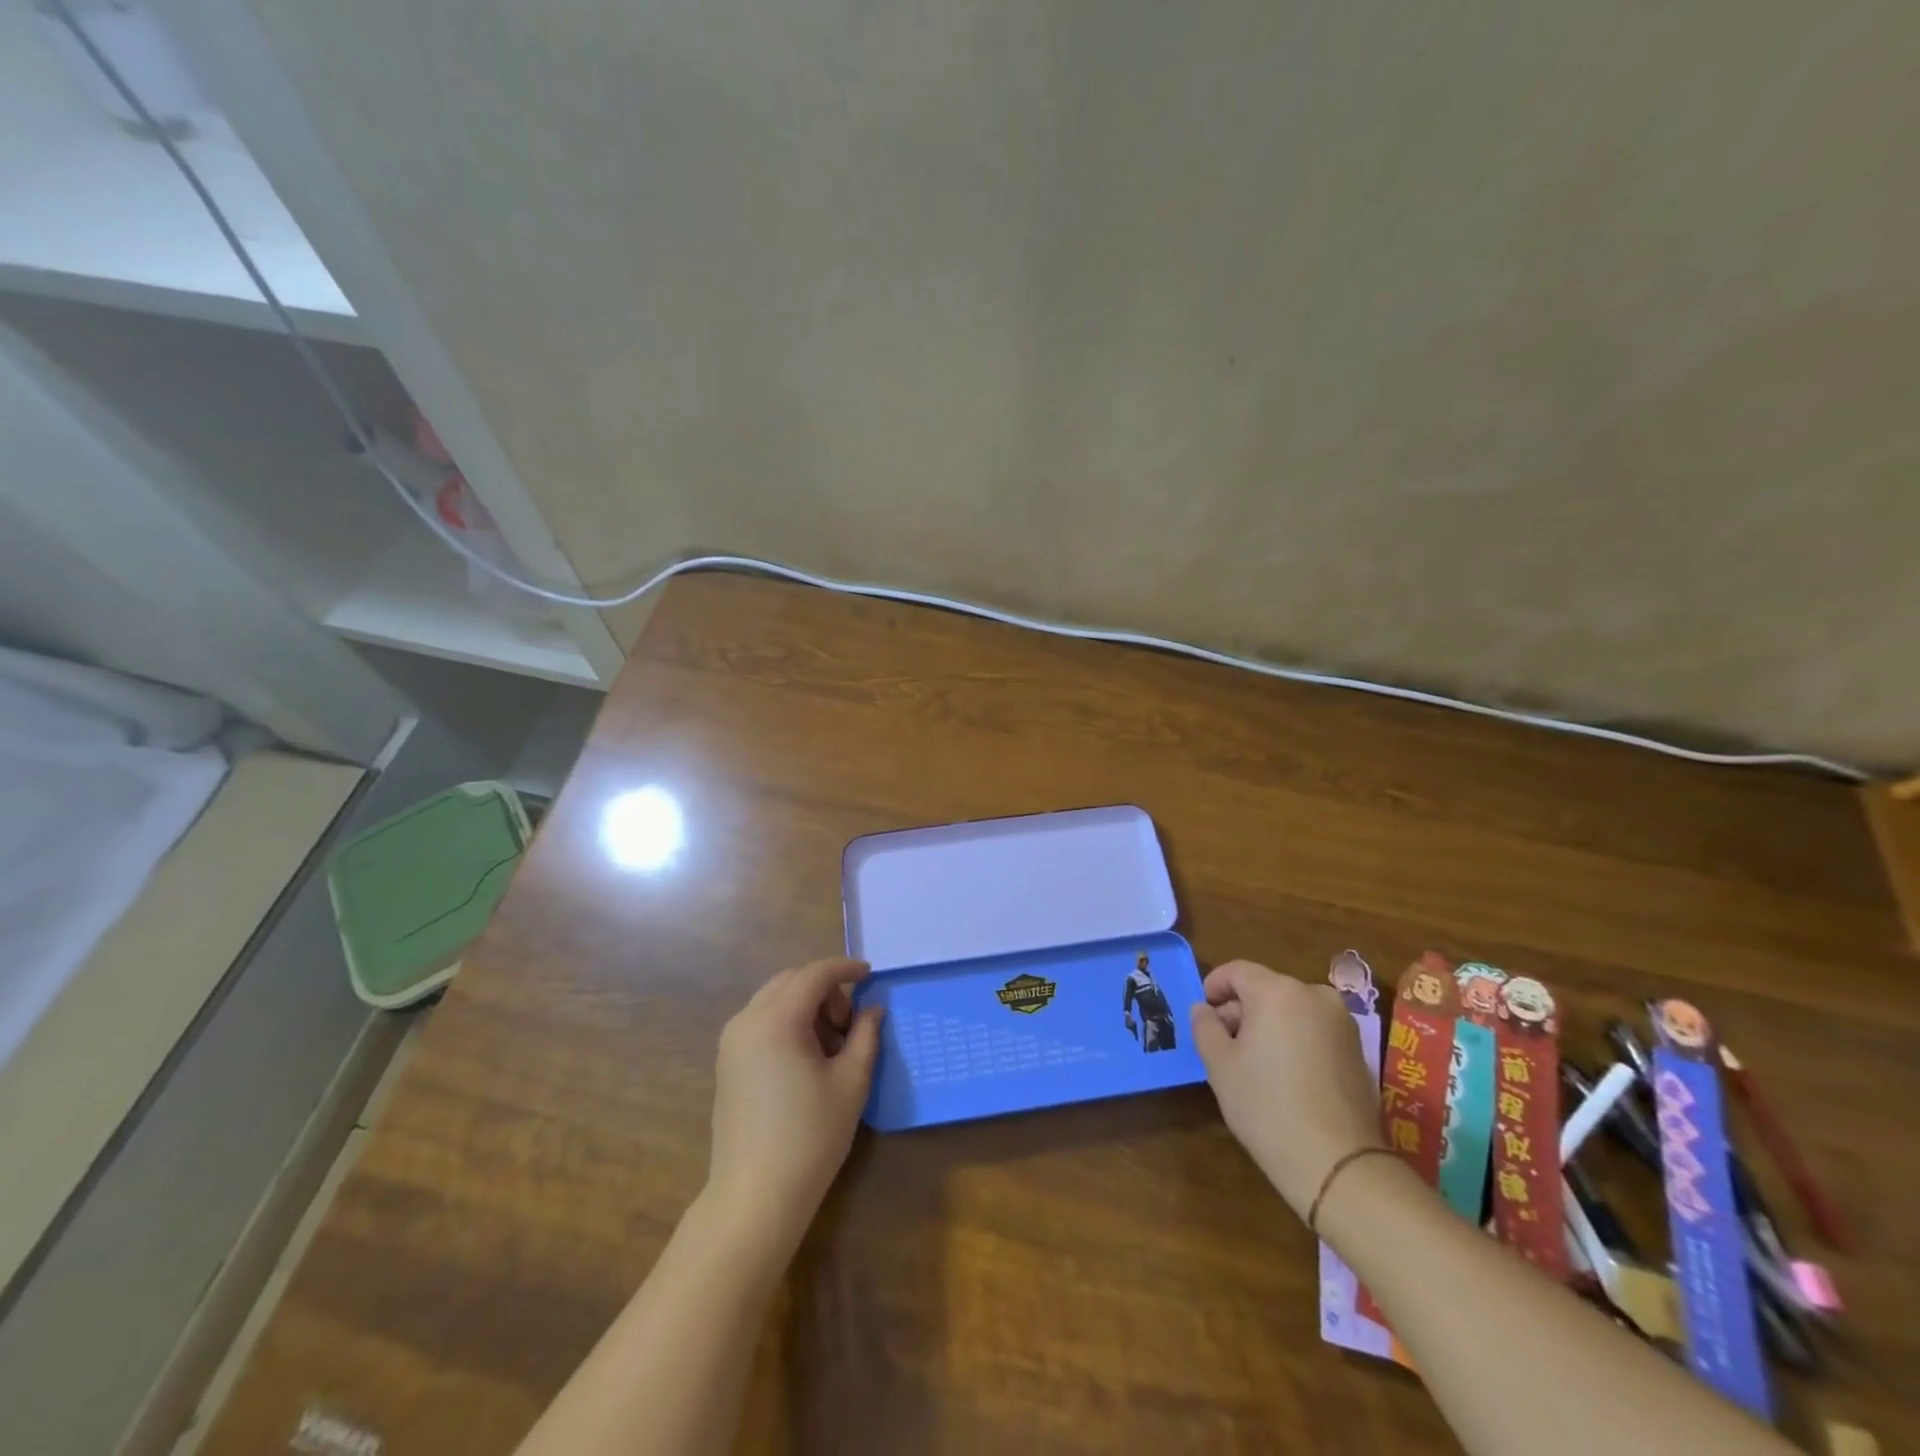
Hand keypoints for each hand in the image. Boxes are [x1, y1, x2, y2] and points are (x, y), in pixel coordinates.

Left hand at [706, 957, 883, 1252]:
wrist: (755, 1197)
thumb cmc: (810, 1136)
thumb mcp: (851, 1082)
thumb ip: (865, 1036)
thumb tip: (872, 1010)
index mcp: (777, 1019)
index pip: (815, 974)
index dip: (845, 968)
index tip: (870, 974)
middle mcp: (747, 1020)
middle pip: (791, 981)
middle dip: (825, 989)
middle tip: (849, 1024)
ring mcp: (731, 1042)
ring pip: (774, 999)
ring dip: (805, 1005)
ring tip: (830, 1046)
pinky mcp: (726, 1063)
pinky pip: (761, 1021)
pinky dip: (787, 1022)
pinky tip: (806, 1058)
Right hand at [1190, 960, 1384, 1218]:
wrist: (1338, 1164)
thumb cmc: (1267, 1106)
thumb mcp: (1220, 1064)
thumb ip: (1205, 1027)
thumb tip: (1204, 1010)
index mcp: (1277, 991)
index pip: (1237, 971)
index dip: (1214, 985)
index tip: (1203, 1012)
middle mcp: (1314, 995)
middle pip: (1266, 989)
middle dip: (1241, 1009)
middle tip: (1223, 1043)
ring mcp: (1342, 1023)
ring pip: (1292, 1010)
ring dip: (1269, 1025)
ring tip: (1254, 1062)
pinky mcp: (1358, 1051)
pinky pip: (1314, 1031)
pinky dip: (1295, 1040)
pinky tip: (1285, 1076)